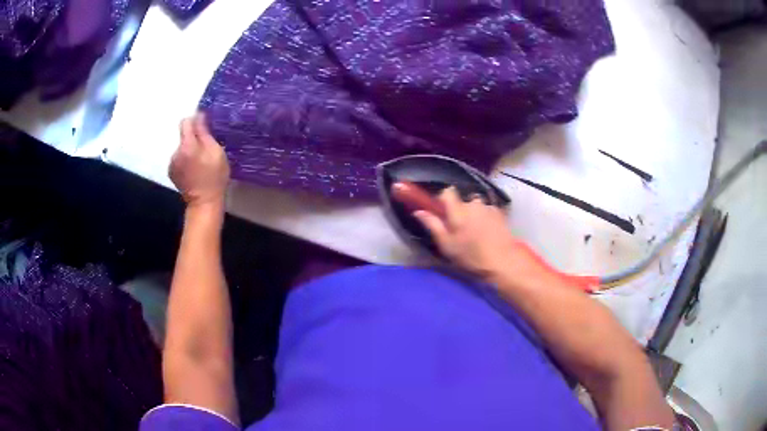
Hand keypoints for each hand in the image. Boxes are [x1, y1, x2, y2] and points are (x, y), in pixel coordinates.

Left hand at [169, 114, 229, 208]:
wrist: (204, 203)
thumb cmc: (214, 177)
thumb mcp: (216, 152)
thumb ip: (205, 133)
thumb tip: (199, 116)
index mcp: (187, 145)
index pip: (186, 122)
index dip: (195, 121)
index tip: (204, 126)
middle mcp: (176, 152)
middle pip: (184, 136)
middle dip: (193, 138)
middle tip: (206, 149)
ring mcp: (172, 163)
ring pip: (181, 148)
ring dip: (189, 150)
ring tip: (199, 162)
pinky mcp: (172, 172)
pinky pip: (178, 159)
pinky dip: (185, 160)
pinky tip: (193, 170)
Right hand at [412, 187, 528, 278]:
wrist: (502, 262)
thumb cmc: (471, 257)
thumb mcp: (447, 245)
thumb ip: (433, 225)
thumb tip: (418, 211)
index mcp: (458, 211)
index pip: (447, 192)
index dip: (444, 200)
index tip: (443, 214)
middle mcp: (473, 204)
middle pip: (462, 201)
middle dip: (460, 212)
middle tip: (460, 231)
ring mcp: (488, 207)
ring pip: (475, 206)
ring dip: (473, 215)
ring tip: (476, 233)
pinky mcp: (499, 212)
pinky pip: (487, 211)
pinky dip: (485, 218)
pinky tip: (487, 233)